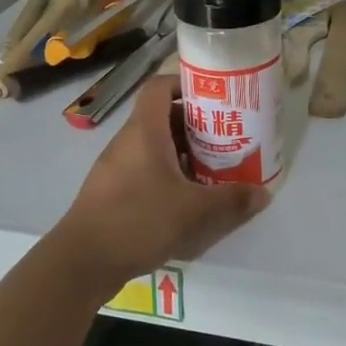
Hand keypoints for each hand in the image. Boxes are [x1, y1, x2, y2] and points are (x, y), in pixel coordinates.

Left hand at [52, 74, 270, 294]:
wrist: (82, 261)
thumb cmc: (139, 220)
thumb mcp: (194, 211)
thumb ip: (231, 200)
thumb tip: (263, 193)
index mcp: (144, 131)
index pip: (159, 87)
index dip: (185, 84)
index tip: (213, 98)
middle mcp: (127, 142)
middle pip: (161, 118)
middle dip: (194, 125)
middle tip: (224, 138)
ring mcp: (115, 167)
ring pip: (153, 147)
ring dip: (182, 153)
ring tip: (212, 170)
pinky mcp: (110, 192)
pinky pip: (143, 170)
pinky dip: (166, 175)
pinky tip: (185, 200)